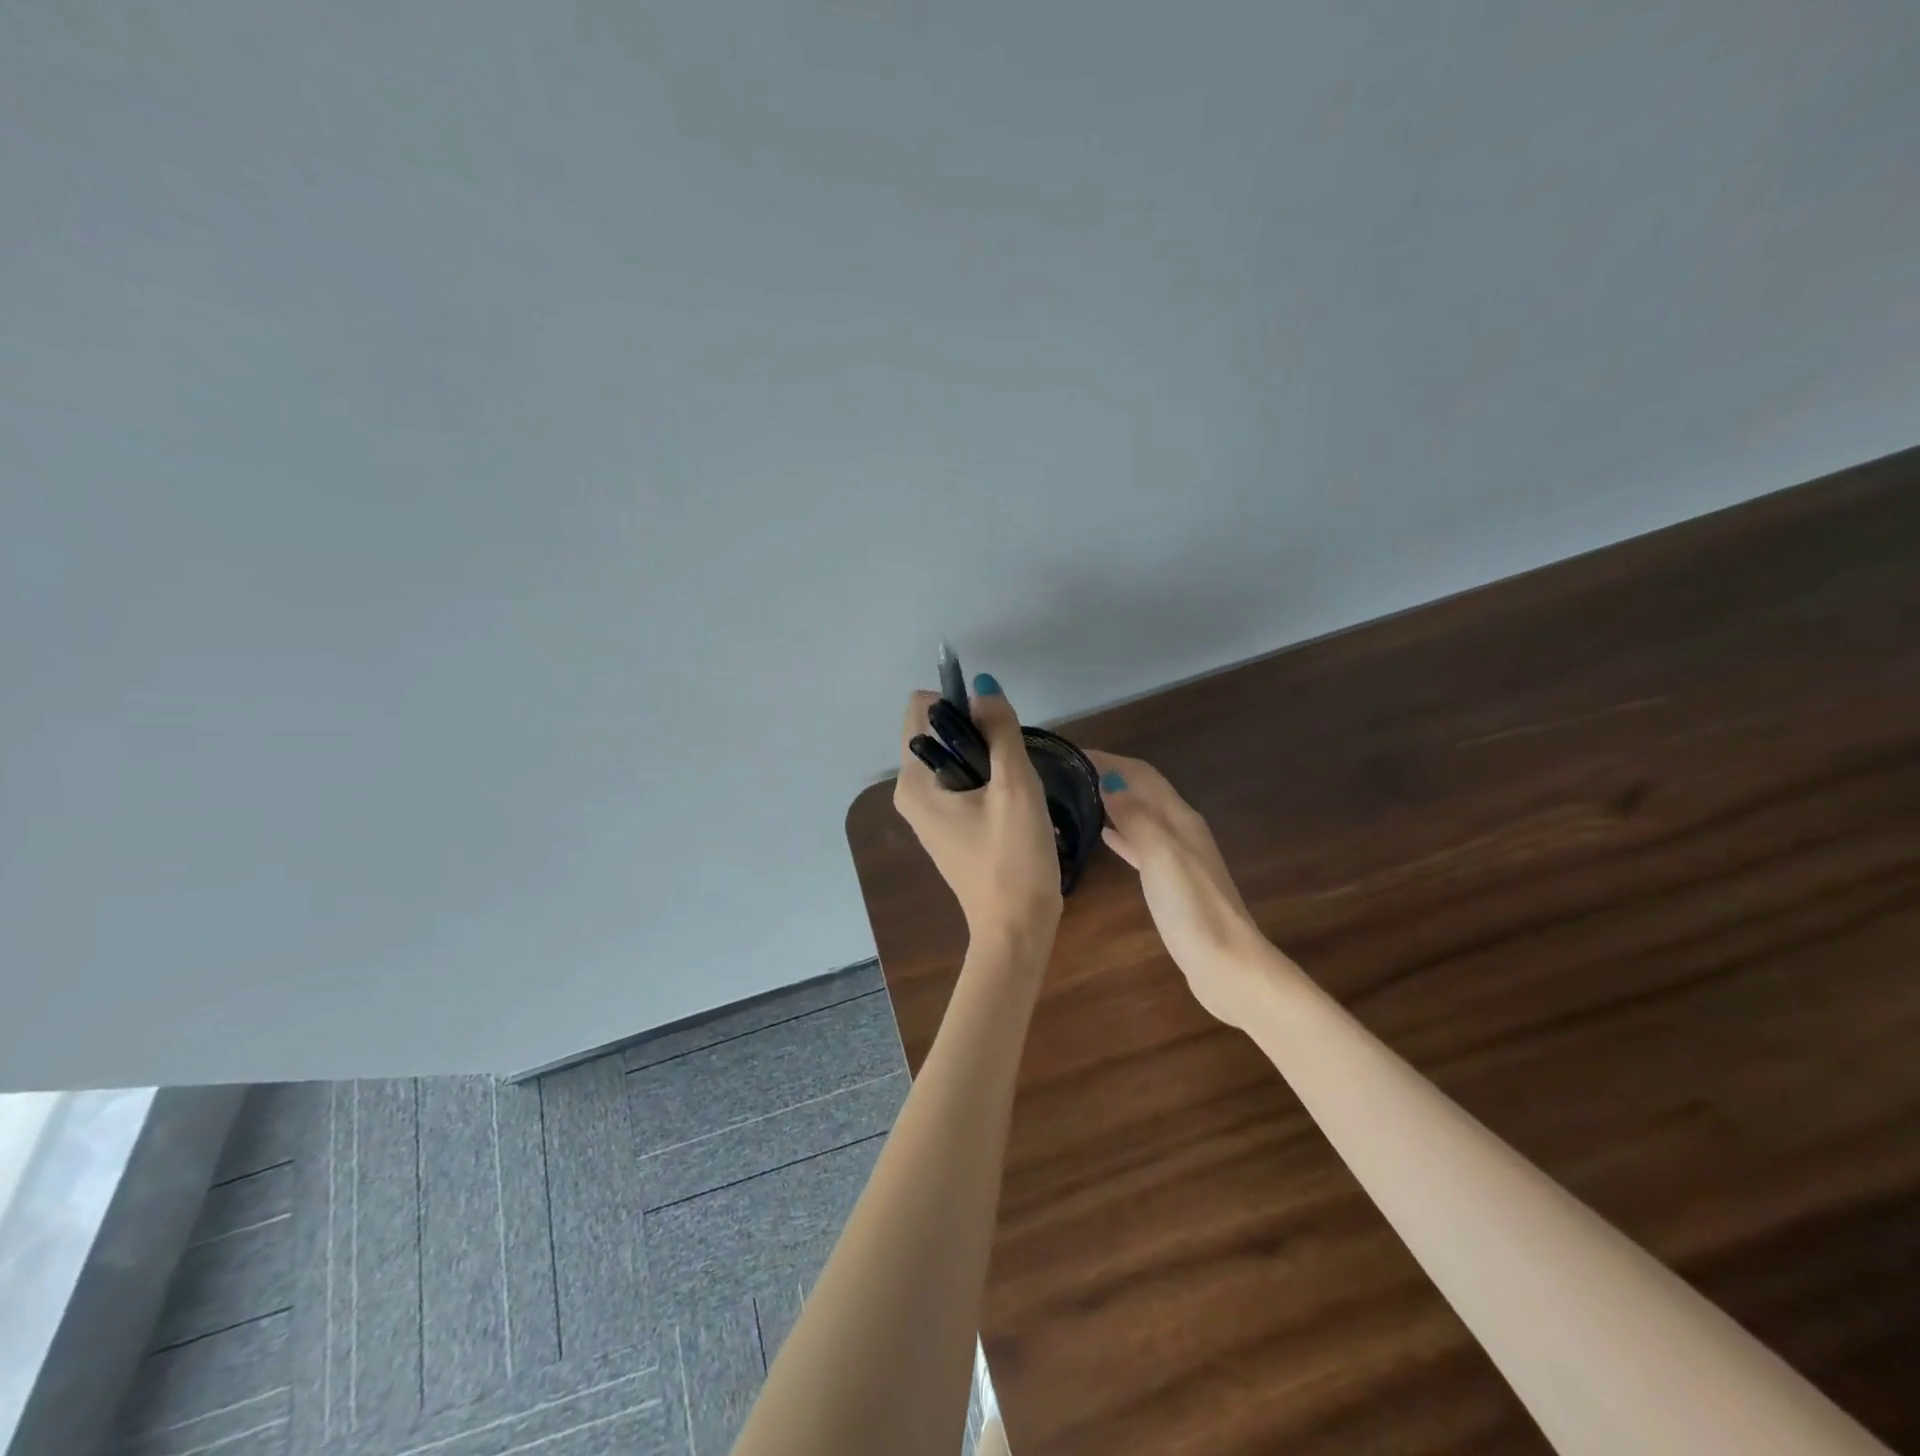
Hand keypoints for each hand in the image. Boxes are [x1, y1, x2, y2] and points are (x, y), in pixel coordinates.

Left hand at [894, 675, 1063, 950]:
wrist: (1016, 927)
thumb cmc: (1014, 857)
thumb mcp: (1015, 786)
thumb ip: (1001, 730)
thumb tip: (983, 686)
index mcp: (913, 780)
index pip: (921, 708)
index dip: (961, 706)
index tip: (996, 732)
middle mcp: (909, 791)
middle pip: (938, 731)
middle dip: (976, 734)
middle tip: (1009, 768)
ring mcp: (926, 811)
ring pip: (953, 756)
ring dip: (985, 758)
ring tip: (1012, 790)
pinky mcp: (945, 826)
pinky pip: (960, 781)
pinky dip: (984, 779)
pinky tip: (1009, 805)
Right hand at [1088, 750, 1270, 1026]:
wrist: (1226, 964)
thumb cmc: (1192, 907)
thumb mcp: (1161, 855)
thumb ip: (1135, 818)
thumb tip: (1107, 784)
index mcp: (1179, 818)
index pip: (1141, 775)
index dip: (1109, 761)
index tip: (1072, 755)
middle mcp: (1180, 830)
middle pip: (1142, 791)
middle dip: (1109, 777)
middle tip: (1068, 775)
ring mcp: (1177, 857)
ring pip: (1140, 816)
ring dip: (1113, 803)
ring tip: (1077, 799)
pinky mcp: (1171, 882)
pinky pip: (1141, 845)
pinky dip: (1122, 834)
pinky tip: (1104, 837)